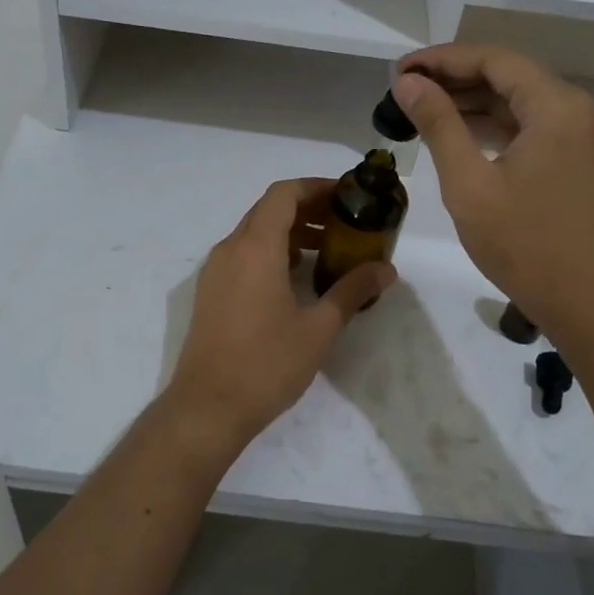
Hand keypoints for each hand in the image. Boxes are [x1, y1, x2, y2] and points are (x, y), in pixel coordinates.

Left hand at [166, 178, 396, 447]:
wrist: (207, 407)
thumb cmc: (266, 364)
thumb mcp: (319, 328)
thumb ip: (352, 291)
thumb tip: (386, 270)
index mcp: (255, 247)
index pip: (283, 194)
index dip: (315, 187)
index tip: (346, 196)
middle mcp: (230, 249)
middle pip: (268, 209)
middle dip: (307, 209)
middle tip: (345, 223)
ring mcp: (215, 271)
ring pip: (254, 232)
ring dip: (289, 232)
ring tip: (327, 250)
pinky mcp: (211, 292)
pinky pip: (243, 254)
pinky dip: (271, 252)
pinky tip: (296, 278)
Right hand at [394, 44, 593, 333]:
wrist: (585, 303)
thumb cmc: (524, 244)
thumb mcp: (469, 183)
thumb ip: (438, 124)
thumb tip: (408, 83)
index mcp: (557, 106)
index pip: (494, 60)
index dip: (442, 59)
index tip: (399, 71)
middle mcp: (576, 109)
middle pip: (508, 75)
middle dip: (454, 78)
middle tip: (403, 89)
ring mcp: (580, 135)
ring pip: (518, 100)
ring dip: (470, 101)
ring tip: (419, 107)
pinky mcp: (576, 158)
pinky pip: (529, 125)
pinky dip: (492, 124)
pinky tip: (456, 132)